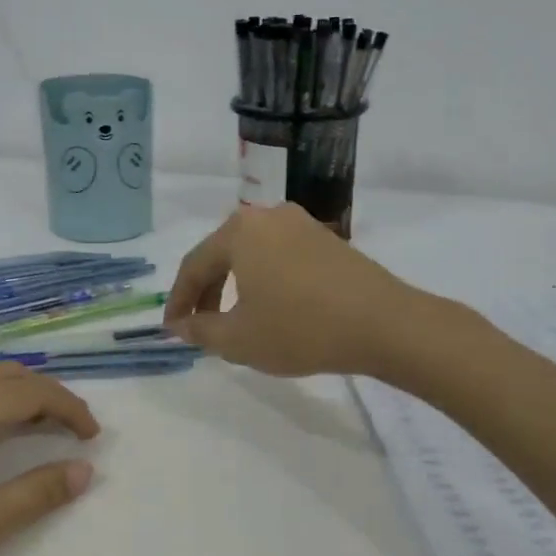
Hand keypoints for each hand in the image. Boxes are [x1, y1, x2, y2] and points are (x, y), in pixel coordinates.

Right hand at [163, 204, 416, 376]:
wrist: (383, 324)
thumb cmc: (300, 329)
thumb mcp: (239, 339)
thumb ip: (200, 330)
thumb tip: (178, 325)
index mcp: (239, 231)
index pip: (193, 266)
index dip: (178, 301)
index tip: (171, 330)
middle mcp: (267, 216)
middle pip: (222, 255)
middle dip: (207, 293)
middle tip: (200, 327)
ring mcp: (301, 224)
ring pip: (252, 255)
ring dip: (236, 287)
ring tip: (234, 321)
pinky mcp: (327, 239)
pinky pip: (280, 257)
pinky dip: (265, 281)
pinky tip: (272, 308)